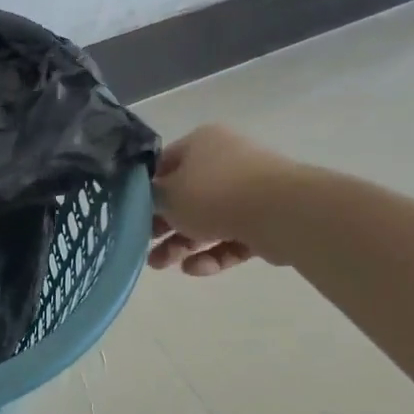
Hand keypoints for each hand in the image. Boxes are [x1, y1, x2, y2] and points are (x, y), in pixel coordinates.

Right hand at [147, 124, 301, 273]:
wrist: (280, 212)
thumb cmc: (214, 194)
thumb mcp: (167, 195)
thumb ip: (150, 198)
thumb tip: (146, 200)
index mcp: (202, 143)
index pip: (165, 165)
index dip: (147, 190)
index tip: (133, 214)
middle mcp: (226, 161)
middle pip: (187, 196)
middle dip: (163, 226)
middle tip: (144, 247)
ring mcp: (249, 191)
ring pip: (208, 220)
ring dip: (182, 244)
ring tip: (162, 266)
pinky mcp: (265, 221)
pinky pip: (232, 237)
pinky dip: (213, 254)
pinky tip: (196, 269)